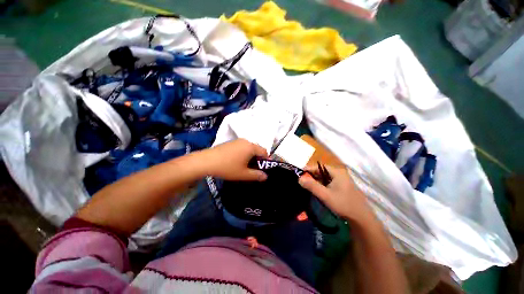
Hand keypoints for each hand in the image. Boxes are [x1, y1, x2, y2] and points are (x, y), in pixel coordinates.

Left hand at [200, 139, 267, 180]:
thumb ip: (256, 175)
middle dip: (257, 159)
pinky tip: (236, 161)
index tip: (262, 169)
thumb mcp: (243, 174)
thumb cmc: (228, 167)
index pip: (264, 151)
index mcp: (251, 147)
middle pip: (257, 149)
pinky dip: (243, 153)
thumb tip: (265, 176)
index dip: (266, 161)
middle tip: (253, 169)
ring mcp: (237, 141)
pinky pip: (242, 147)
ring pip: (249, 148)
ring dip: (250, 156)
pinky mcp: (230, 142)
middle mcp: (246, 141)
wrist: (206, 161)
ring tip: (244, 166)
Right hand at [299, 165, 373, 222]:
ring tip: (306, 186)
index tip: (298, 174)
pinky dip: (321, 184)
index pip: (318, 166)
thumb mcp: (325, 195)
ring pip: (324, 177)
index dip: (308, 169)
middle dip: (311, 175)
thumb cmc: (343, 205)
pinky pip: (328, 182)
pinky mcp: (342, 186)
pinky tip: (316, 190)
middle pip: (321, 171)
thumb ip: (312, 186)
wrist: (361, 219)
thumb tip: (299, 178)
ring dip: (315, 180)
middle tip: (301, 181)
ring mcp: (341, 179)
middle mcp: (339, 173)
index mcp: (337, 172)